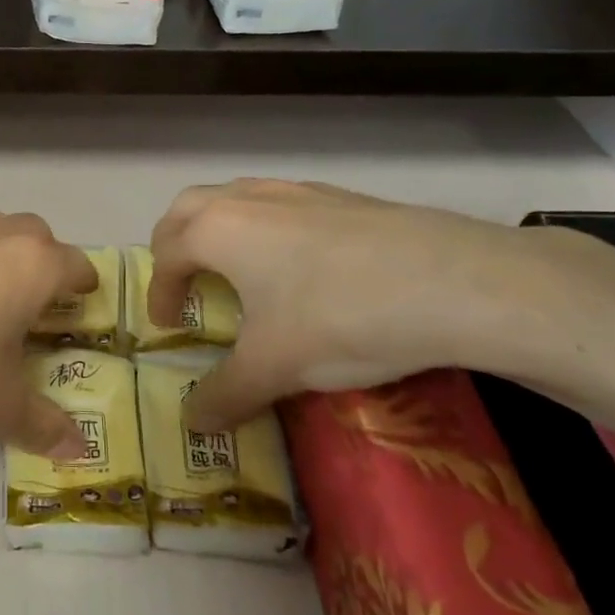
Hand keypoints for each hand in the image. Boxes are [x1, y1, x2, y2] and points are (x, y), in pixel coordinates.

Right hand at [149, 180, 562, 429]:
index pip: (167, 255)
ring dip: (221, 229)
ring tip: (238, 271)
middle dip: (176, 244)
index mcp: (216, 230)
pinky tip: (302, 266)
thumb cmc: (339, 317)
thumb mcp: (274, 367)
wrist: (456, 281)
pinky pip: (283, 205)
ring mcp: (298, 190)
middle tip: (184, 281)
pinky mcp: (342, 197)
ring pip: (237, 198)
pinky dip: (267, 229)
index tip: (166, 325)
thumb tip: (193, 424)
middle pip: (189, 208)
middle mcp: (248, 199)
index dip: (159, 292)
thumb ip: (225, 395)